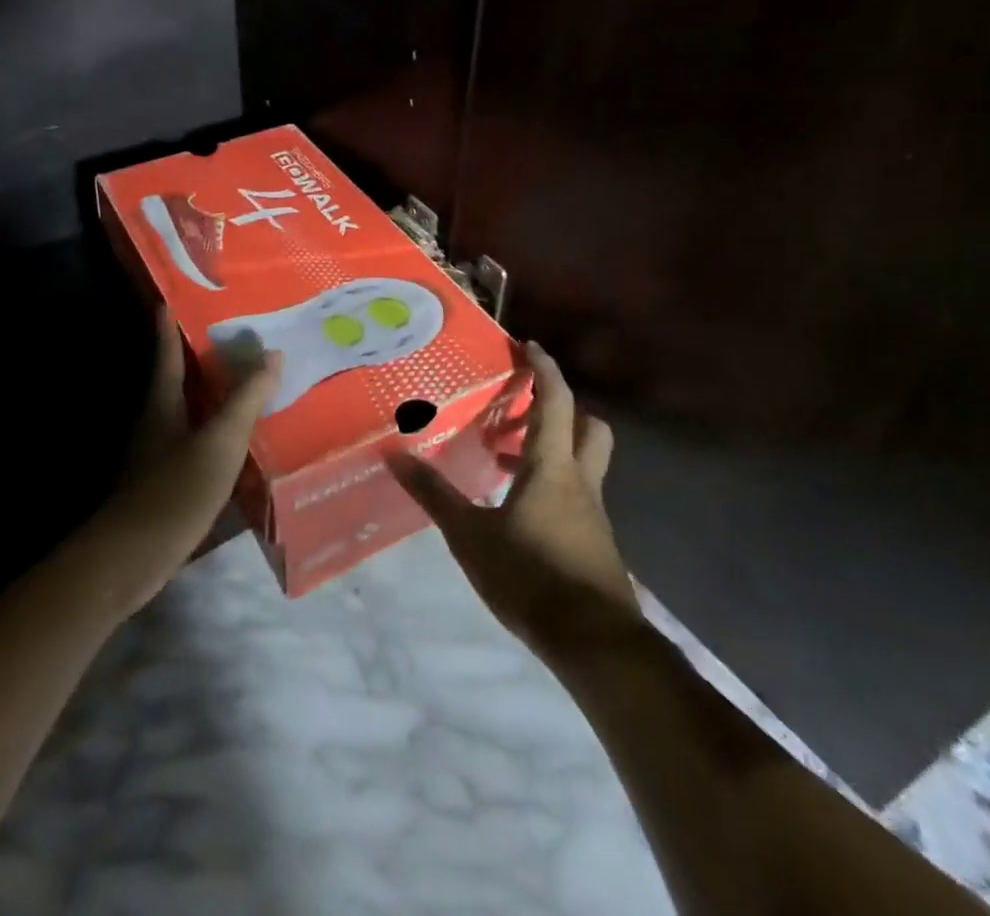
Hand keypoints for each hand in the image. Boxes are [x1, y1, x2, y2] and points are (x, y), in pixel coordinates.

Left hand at [78, 308, 278, 617]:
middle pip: (177, 379)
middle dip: (199, 357)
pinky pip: (194, 440)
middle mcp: (156, 422)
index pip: (168, 354)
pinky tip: (236, 438)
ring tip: (243, 381)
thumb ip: (246, 399)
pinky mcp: (165, 481)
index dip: (169, 327)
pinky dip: (214, 428)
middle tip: (232, 335)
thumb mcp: (220, 441)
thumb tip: (272, 354)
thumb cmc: (175, 490)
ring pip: (187, 411)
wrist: (131, 558)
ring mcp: (158, 454)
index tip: (170, 299)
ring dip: (210, 394)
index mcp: (163, 404)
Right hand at [389, 342, 642, 660]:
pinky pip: (576, 494)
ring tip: (505, 460)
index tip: (528, 345)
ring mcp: (593, 513)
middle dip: (562, 408)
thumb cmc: (531, 577)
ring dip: (551, 449)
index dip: (543, 369)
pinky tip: (520, 510)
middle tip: (523, 407)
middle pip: (588, 426)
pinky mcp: (595, 542)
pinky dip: (552, 485)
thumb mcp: (471, 537)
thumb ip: (435, 495)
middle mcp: (579, 481)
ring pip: (583, 462)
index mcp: (552, 468)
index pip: (554, 402)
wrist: (595, 644)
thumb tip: (395, 454)